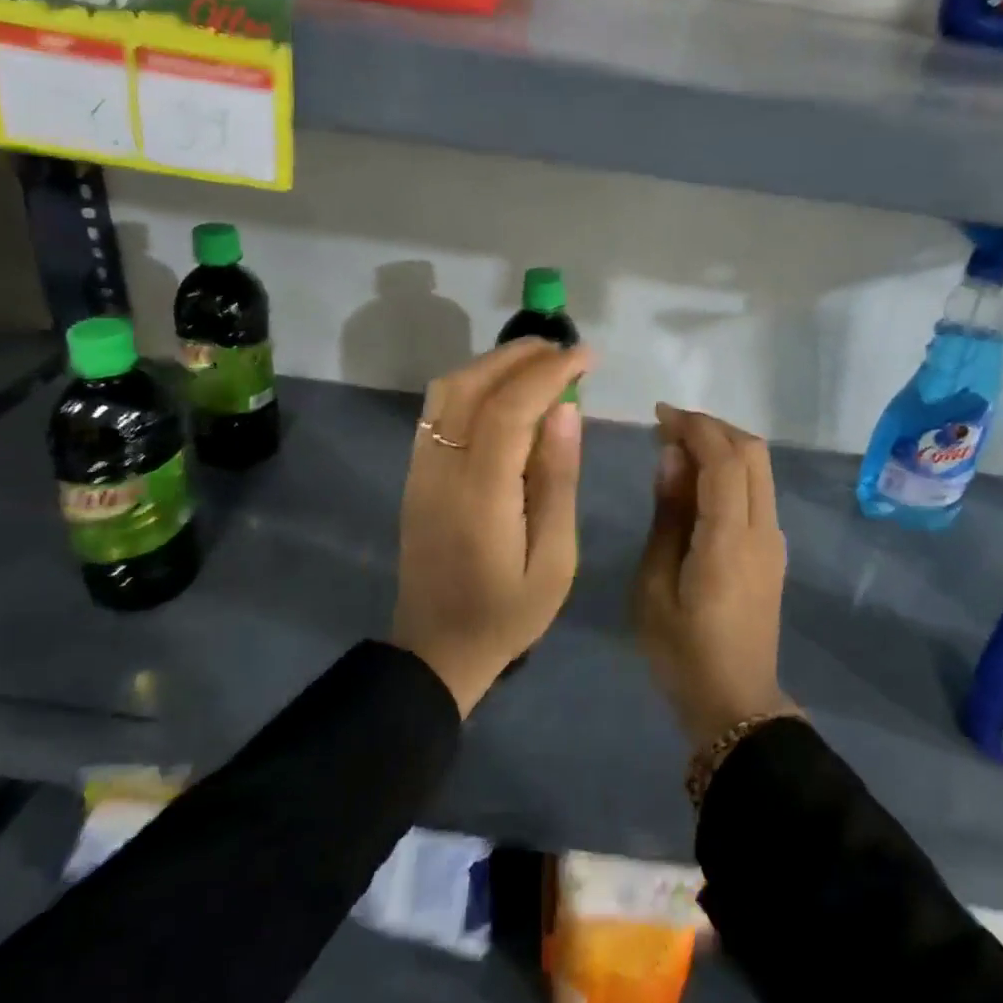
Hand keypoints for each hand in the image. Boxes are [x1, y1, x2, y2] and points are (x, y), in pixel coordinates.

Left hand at [392, 339, 593, 715]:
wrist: (436, 651)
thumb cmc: (508, 613)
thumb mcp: (554, 559)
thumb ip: (558, 479)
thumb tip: (566, 410)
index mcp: (480, 495)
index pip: (509, 408)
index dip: (549, 372)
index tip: (587, 357)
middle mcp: (441, 470)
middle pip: (472, 386)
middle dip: (521, 356)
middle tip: (567, 351)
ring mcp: (420, 469)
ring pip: (448, 390)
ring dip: (494, 364)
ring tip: (540, 363)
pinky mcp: (414, 474)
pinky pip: (439, 410)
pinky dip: (473, 383)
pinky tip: (505, 391)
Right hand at [633, 404, 793, 747]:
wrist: (736, 705)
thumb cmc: (682, 651)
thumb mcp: (654, 585)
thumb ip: (667, 515)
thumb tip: (671, 457)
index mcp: (730, 538)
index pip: (723, 459)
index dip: (694, 426)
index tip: (659, 414)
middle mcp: (762, 529)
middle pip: (752, 452)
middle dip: (712, 427)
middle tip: (668, 427)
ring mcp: (774, 539)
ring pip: (760, 468)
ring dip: (724, 446)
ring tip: (679, 448)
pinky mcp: (773, 550)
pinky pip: (758, 490)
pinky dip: (732, 469)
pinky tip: (698, 481)